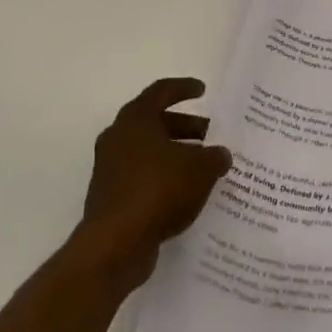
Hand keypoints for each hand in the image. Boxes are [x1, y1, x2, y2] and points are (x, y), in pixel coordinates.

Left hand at [77, 77, 232, 291]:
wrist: (115, 243)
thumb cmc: (158, 190)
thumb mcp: (199, 169)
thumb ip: (214, 157)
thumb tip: (220, 154)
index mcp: (136, 119)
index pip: (161, 91)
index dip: (184, 88)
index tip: (203, 90)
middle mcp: (118, 137)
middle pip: (155, 122)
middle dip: (184, 126)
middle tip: (210, 134)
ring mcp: (111, 167)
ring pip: (149, 151)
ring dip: (175, 154)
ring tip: (203, 166)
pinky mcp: (111, 196)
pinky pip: (143, 176)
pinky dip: (164, 177)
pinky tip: (186, 193)